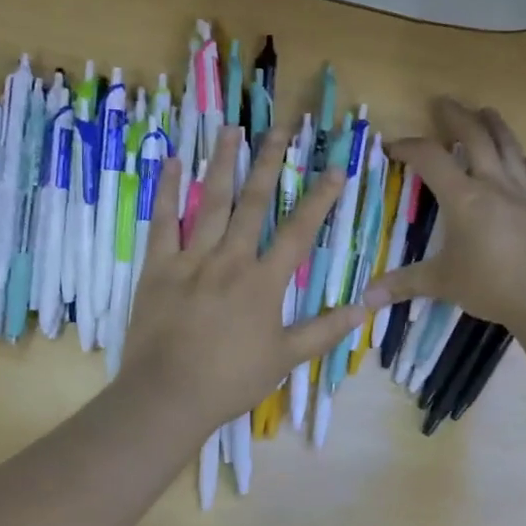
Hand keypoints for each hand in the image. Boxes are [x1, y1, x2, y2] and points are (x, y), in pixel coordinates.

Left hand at [119, 125, 370, 436]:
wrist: (167, 396)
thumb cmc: (230, 380)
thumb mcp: (285, 358)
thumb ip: (325, 330)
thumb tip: (366, 306)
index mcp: (263, 281)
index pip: (299, 231)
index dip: (321, 198)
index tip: (336, 168)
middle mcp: (230, 259)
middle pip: (253, 202)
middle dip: (270, 162)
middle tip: (280, 128)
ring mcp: (191, 259)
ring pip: (211, 202)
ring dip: (223, 163)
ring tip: (232, 129)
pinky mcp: (158, 267)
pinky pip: (163, 222)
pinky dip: (168, 191)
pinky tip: (173, 162)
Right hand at [365, 98, 525, 335]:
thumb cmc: (490, 285)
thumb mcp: (441, 283)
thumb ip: (404, 284)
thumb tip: (366, 298)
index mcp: (463, 197)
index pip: (430, 159)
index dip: (408, 147)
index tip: (392, 147)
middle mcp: (494, 185)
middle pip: (475, 138)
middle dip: (457, 117)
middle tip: (444, 102)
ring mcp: (524, 195)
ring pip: (510, 148)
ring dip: (496, 126)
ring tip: (487, 111)